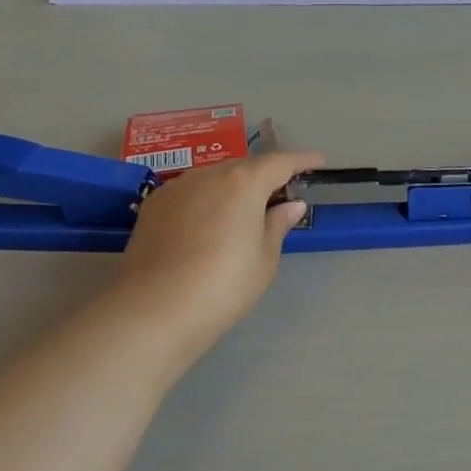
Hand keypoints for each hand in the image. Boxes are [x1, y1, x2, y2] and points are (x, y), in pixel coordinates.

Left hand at [112, 150, 323, 346]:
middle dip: (264, 175)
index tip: (318, 161)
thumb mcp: (264, 259)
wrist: (153, 310)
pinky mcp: (152, 206)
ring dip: (232, 187)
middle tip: (280, 192)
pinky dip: (205, 200)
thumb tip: (290, 205)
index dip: (301, 160)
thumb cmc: (224, 285)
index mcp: (244, 182)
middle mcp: (209, 174)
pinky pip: (189, 193)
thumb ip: (278, 225)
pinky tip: (207, 222)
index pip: (280, 162)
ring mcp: (176, 187)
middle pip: (244, 167)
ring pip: (214, 178)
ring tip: (243, 208)